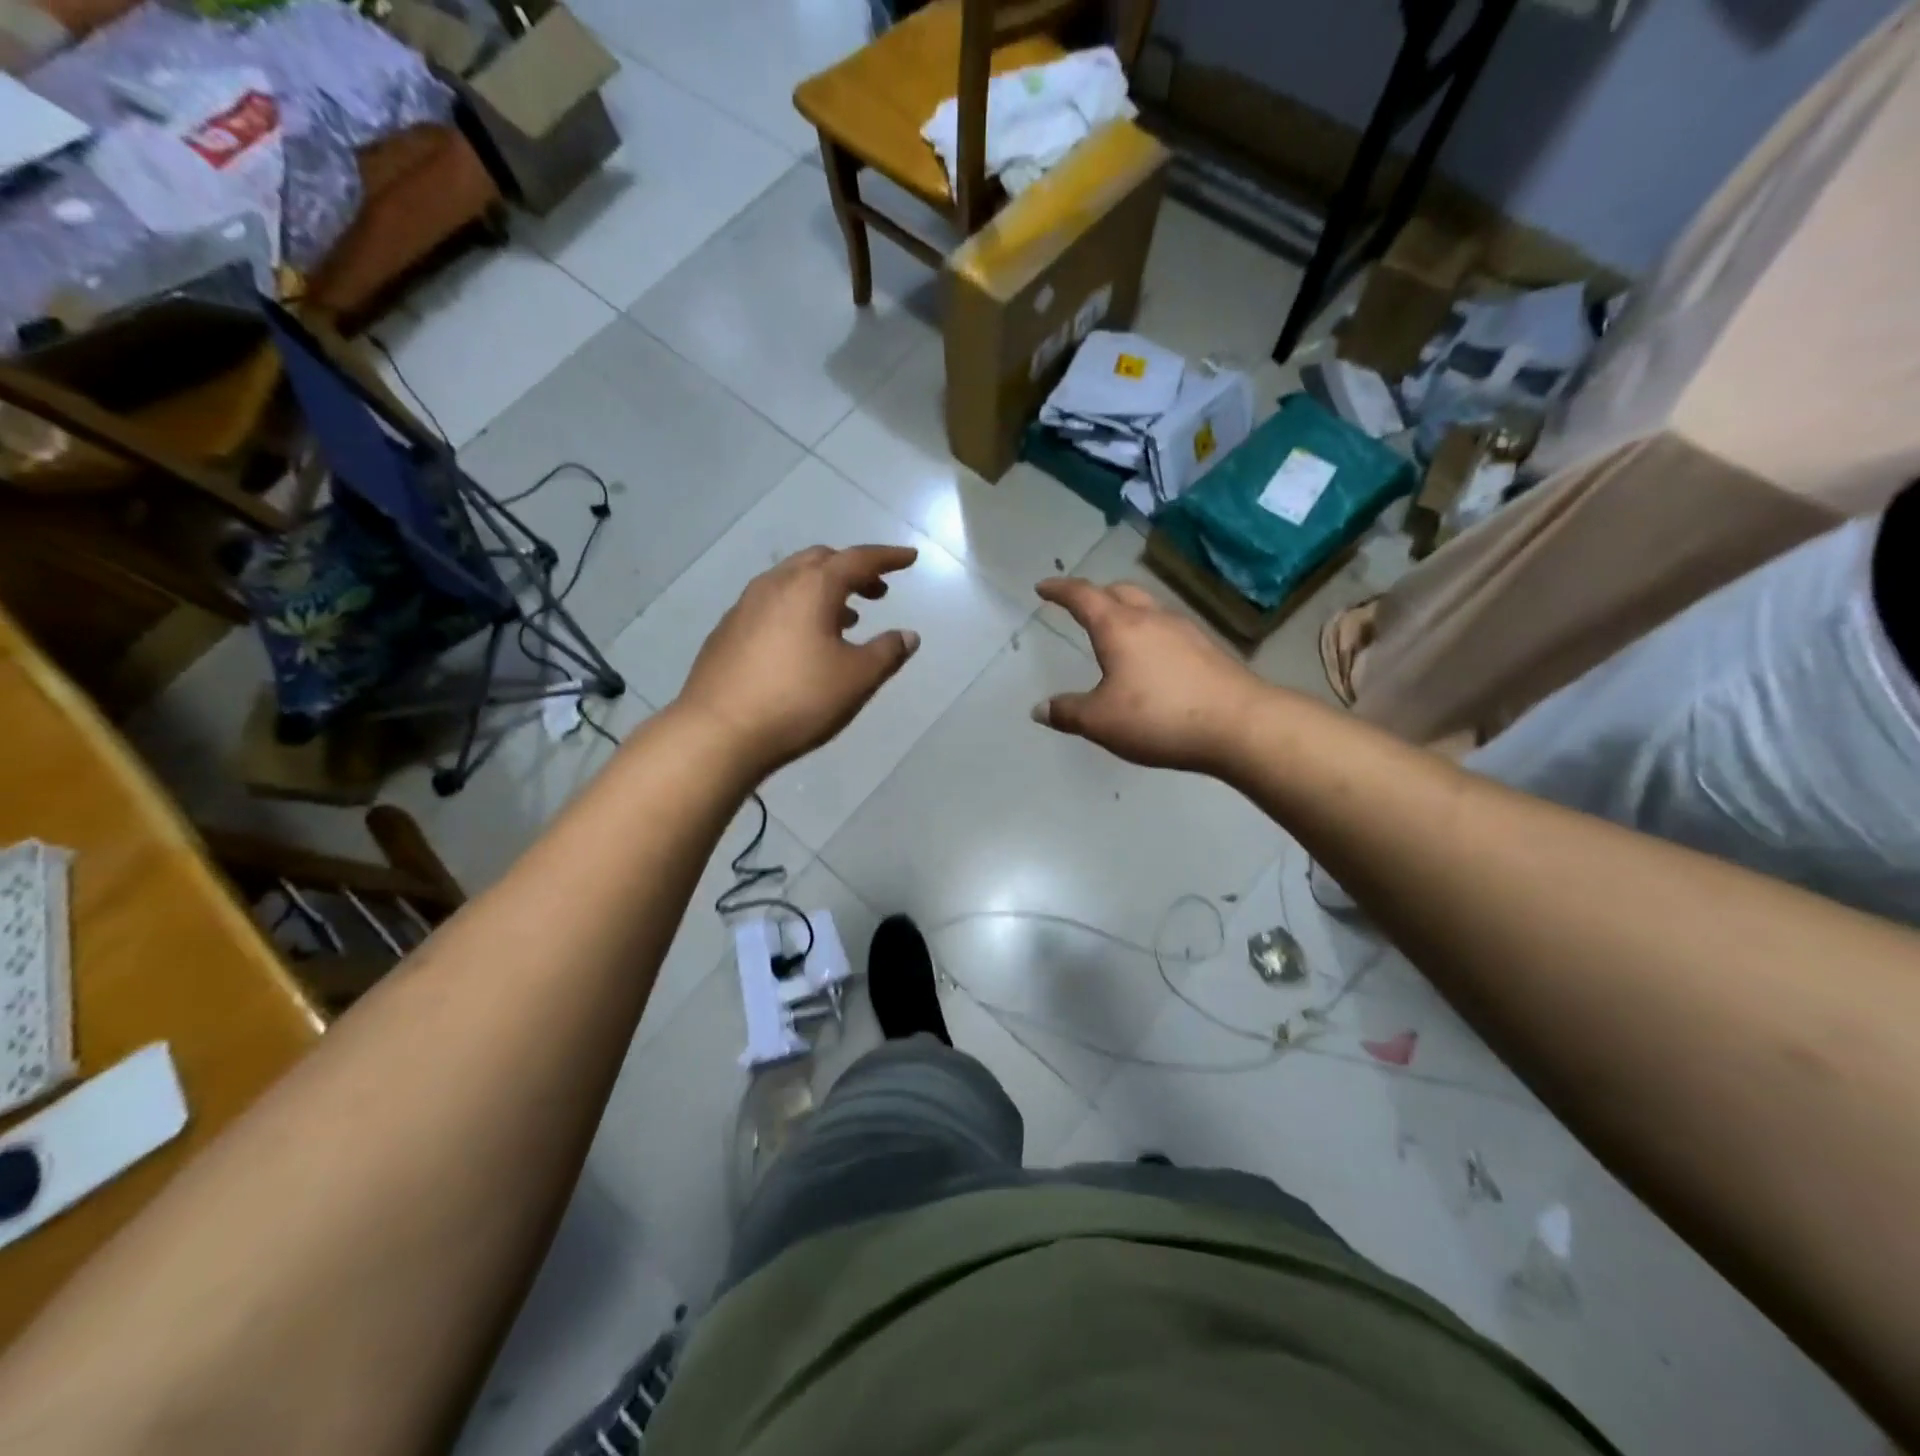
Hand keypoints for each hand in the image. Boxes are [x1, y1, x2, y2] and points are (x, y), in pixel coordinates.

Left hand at [677, 545, 920, 777]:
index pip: (858, 559)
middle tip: (877, 591)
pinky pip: (773, 603)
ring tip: (847, 617)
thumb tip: (907, 635)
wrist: (719, 731)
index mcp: (812, 587)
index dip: (888, 558)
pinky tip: (804, 640)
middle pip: (821, 560)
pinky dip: (798, 607)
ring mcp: (746, 605)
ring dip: (824, 590)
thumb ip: (887, 652)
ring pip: (793, 580)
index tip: (909, 558)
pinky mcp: (728, 629)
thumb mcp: (856, 679)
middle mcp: (776, 584)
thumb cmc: (798, 700)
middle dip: (853, 570)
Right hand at [1032, 577, 1266, 772]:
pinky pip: (1169, 630)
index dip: (1060, 590)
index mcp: (1119, 627)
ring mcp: (1185, 631)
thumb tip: (1040, 708)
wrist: (1239, 725)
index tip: (1043, 587)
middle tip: (1081, 607)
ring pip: (1148, 608)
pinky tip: (1151, 661)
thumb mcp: (1101, 721)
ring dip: (1126, 612)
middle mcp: (1152, 619)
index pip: (1083, 596)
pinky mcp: (1208, 650)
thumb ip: (1068, 712)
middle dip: (1096, 594)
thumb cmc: (1159, 717)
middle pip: (1120, 592)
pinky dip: (1149, 634)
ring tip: (1115, 634)